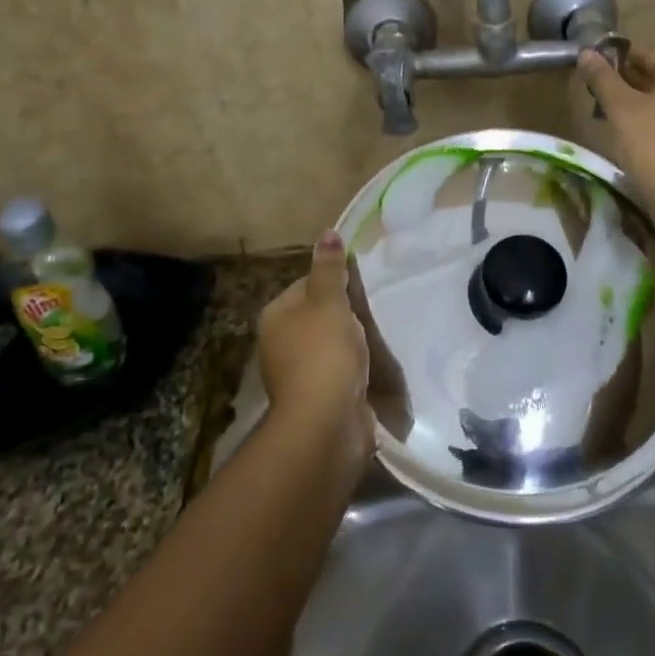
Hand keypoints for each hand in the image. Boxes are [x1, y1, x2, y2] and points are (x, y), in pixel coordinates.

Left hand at [257, 232, 372, 457]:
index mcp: (275, 316)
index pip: (306, 284)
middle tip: (374, 308)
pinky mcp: (318, 397)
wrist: (326, 423)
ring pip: (330, 344)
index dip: (334, 281)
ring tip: (379, 335)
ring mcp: (298, 374)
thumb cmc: (323, 353)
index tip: (360, 286)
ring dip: (352, 342)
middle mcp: (280, 343)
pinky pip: (339, 371)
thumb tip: (327, 232)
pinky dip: (355, 368)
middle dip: (346, 313)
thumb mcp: (329, 302)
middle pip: (318, 315)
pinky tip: (373, 365)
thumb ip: (330, 268)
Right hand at [577, 46, 654, 213]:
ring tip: (606, 118)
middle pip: (654, 78)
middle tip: (593, 96)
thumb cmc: (653, 146)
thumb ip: (602, 78)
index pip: (644, 55)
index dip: (614, 60)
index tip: (589, 71)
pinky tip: (629, 140)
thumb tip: (586, 52)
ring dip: (634, 107)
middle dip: (623, 85)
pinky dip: (649, 126)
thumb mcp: (621, 109)